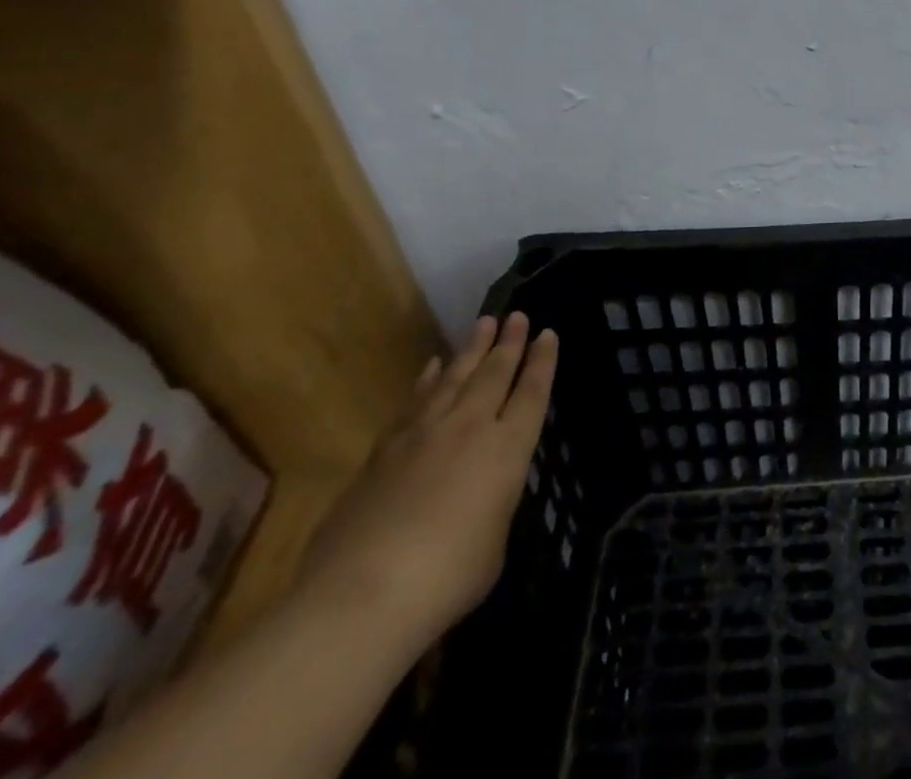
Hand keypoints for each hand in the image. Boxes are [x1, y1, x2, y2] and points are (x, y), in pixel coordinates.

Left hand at [297, 313, 557, 651]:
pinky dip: (426, 380)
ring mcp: (423, 435)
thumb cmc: (447, 578)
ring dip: (471, 349)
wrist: (362, 595)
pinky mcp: (383, 451)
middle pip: (494, 374)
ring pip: (454, 377)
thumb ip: (492, 507)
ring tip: (484, 324)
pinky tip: (431, 366)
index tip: (548, 334)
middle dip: (509, 343)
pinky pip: (413, 402)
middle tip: (517, 315)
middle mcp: (470, 428)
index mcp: (507, 449)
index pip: (532, 393)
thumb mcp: (493, 543)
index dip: (542, 362)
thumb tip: (477, 498)